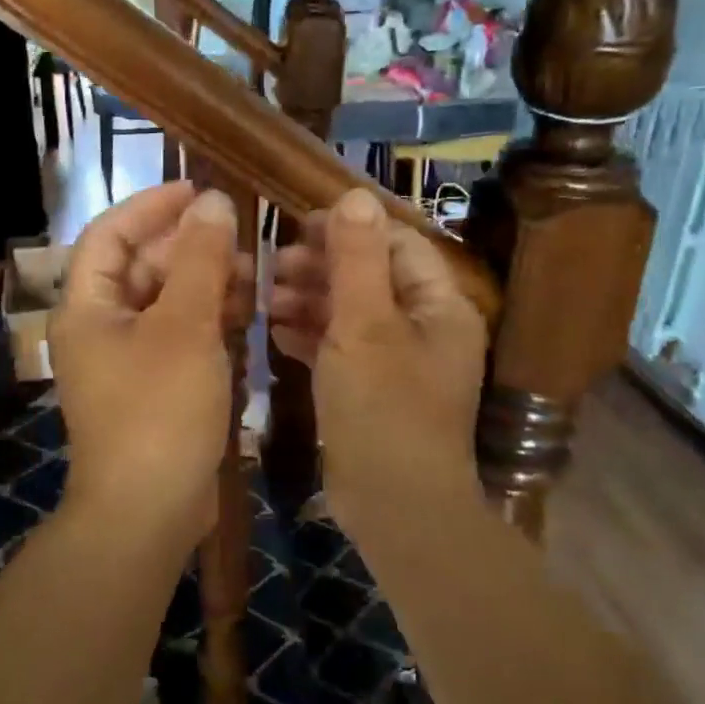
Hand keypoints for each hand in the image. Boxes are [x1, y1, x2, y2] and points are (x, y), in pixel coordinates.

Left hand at [50, 182, 251, 543]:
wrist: (150, 512)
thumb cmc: (159, 410)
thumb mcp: (184, 327)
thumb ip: (199, 260)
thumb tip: (212, 201)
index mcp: (88, 307)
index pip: (110, 233)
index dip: (151, 206)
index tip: (198, 189)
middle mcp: (102, 328)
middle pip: (142, 267)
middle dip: (190, 247)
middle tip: (239, 237)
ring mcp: (128, 362)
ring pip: (167, 303)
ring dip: (205, 284)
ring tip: (252, 275)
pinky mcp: (155, 389)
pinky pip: (180, 338)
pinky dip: (209, 322)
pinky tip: (246, 317)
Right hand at [269, 189, 486, 527]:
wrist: (395, 508)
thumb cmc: (383, 409)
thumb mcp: (365, 326)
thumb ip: (357, 259)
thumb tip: (355, 195)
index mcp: (440, 306)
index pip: (396, 245)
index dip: (348, 229)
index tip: (297, 225)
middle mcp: (425, 330)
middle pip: (370, 278)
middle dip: (321, 267)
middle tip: (270, 264)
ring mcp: (398, 364)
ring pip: (351, 315)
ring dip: (310, 301)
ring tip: (264, 296)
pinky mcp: (372, 393)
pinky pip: (342, 350)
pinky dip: (311, 337)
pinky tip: (274, 332)